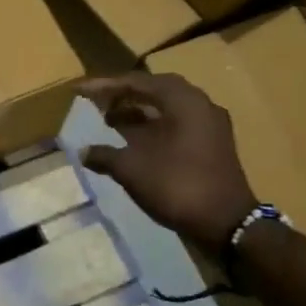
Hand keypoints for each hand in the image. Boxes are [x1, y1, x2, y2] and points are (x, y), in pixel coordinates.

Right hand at [78, 73, 256, 252]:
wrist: (226, 223)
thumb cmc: (176, 185)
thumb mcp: (131, 169)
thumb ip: (104, 155)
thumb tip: (84, 152)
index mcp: (183, 101)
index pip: (138, 82)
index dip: (105, 86)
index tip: (80, 90)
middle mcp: (200, 105)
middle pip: (155, 90)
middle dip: (123, 95)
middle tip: (97, 102)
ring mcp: (209, 126)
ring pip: (167, 109)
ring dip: (137, 112)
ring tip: (108, 121)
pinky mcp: (211, 146)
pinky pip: (176, 125)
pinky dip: (151, 128)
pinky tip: (131, 141)